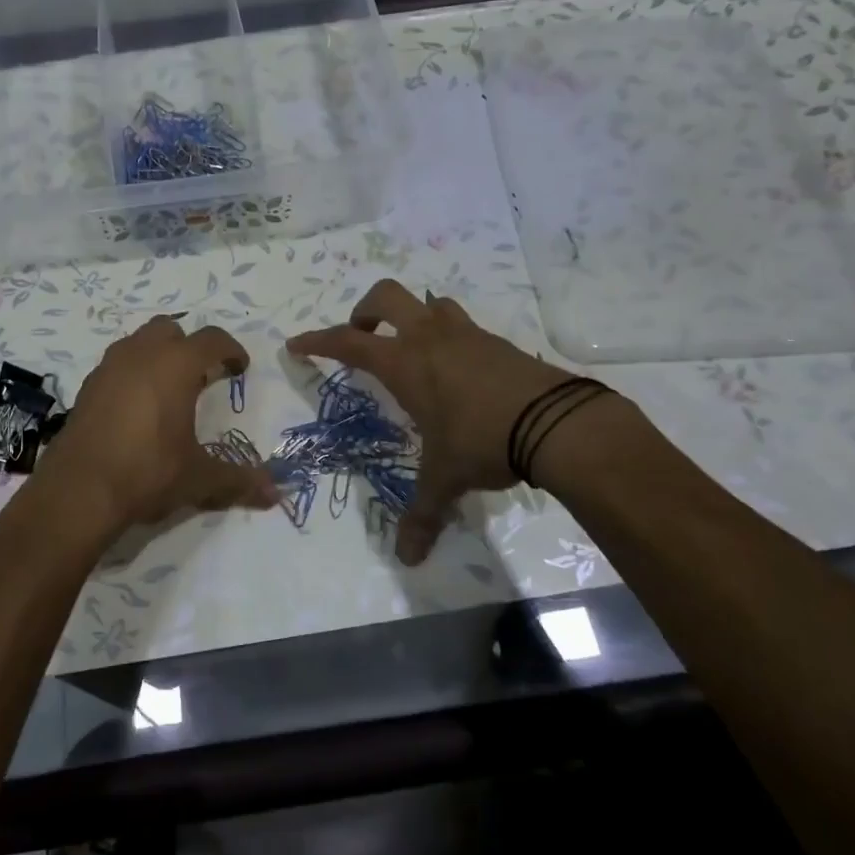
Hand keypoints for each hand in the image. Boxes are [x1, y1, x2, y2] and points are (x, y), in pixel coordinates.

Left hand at [35, 316, 278, 532]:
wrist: (79, 491)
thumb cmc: (147, 472)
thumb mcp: (198, 478)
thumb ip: (238, 480)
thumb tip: (275, 494)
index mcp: (175, 365)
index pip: (211, 340)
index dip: (230, 350)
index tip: (239, 368)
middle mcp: (140, 355)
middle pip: (170, 329)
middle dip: (189, 346)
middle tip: (201, 376)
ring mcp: (108, 368)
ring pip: (137, 342)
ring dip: (157, 356)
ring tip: (168, 390)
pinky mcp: (86, 388)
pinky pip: (115, 366)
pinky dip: (131, 375)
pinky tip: (136, 409)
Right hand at [287, 280, 612, 564]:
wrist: (557, 422)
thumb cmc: (482, 442)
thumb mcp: (445, 479)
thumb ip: (422, 514)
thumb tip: (407, 558)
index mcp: (404, 363)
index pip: (347, 343)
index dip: (317, 342)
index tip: (297, 344)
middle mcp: (430, 338)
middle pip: (386, 296)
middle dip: (364, 311)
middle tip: (362, 338)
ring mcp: (467, 334)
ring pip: (430, 303)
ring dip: (413, 317)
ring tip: (412, 350)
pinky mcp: (499, 342)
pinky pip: (463, 325)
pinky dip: (450, 338)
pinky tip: (458, 372)